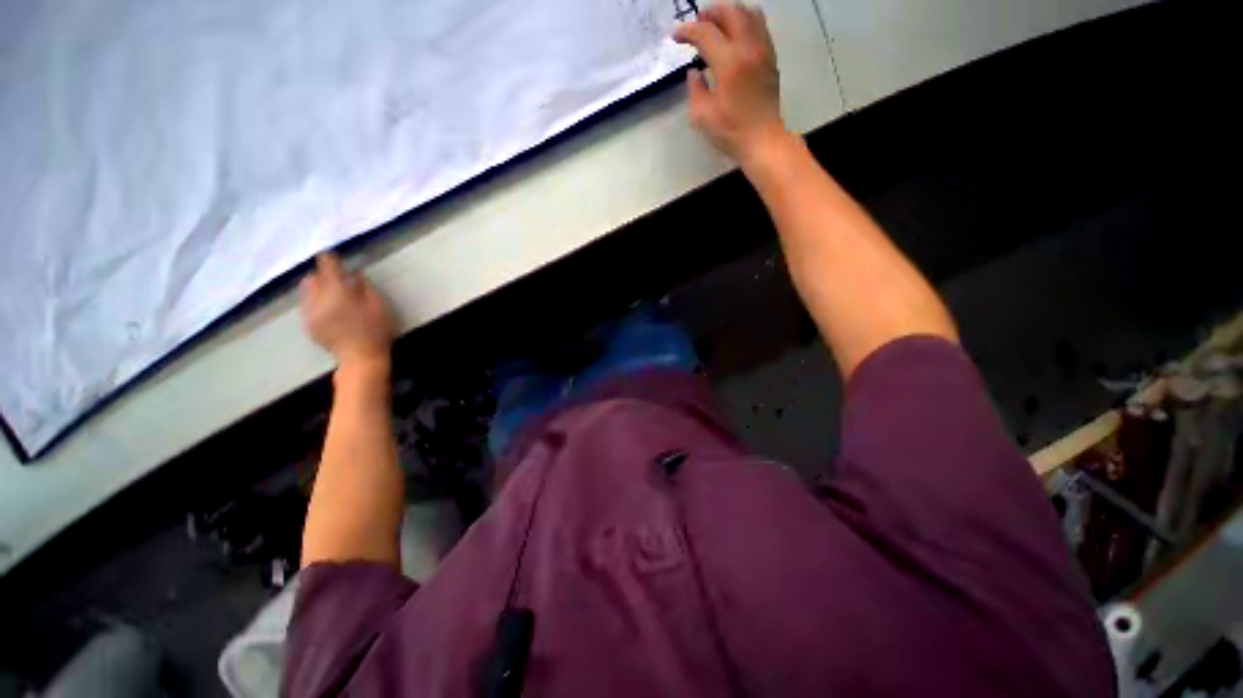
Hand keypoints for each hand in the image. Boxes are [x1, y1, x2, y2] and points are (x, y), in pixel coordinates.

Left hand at [300, 253, 393, 367]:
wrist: (361, 357)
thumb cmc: (376, 330)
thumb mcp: (379, 306)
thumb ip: (365, 288)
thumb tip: (355, 275)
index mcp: (338, 293)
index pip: (328, 268)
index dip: (329, 259)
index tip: (331, 254)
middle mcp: (318, 300)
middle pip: (312, 278)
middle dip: (322, 276)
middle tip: (336, 280)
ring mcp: (310, 314)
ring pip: (306, 292)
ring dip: (317, 289)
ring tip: (332, 295)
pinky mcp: (308, 325)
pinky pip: (307, 306)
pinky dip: (316, 303)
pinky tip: (331, 312)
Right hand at [674, 4, 786, 165]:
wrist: (762, 140)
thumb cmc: (730, 131)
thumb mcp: (702, 116)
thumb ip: (695, 89)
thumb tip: (694, 72)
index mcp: (729, 63)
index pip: (705, 33)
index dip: (687, 31)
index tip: (675, 36)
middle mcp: (748, 49)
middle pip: (730, 12)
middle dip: (710, 13)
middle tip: (697, 24)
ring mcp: (763, 51)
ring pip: (749, 13)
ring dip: (730, 14)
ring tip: (717, 25)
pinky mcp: (771, 58)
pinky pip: (760, 26)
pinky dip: (745, 23)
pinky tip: (735, 37)